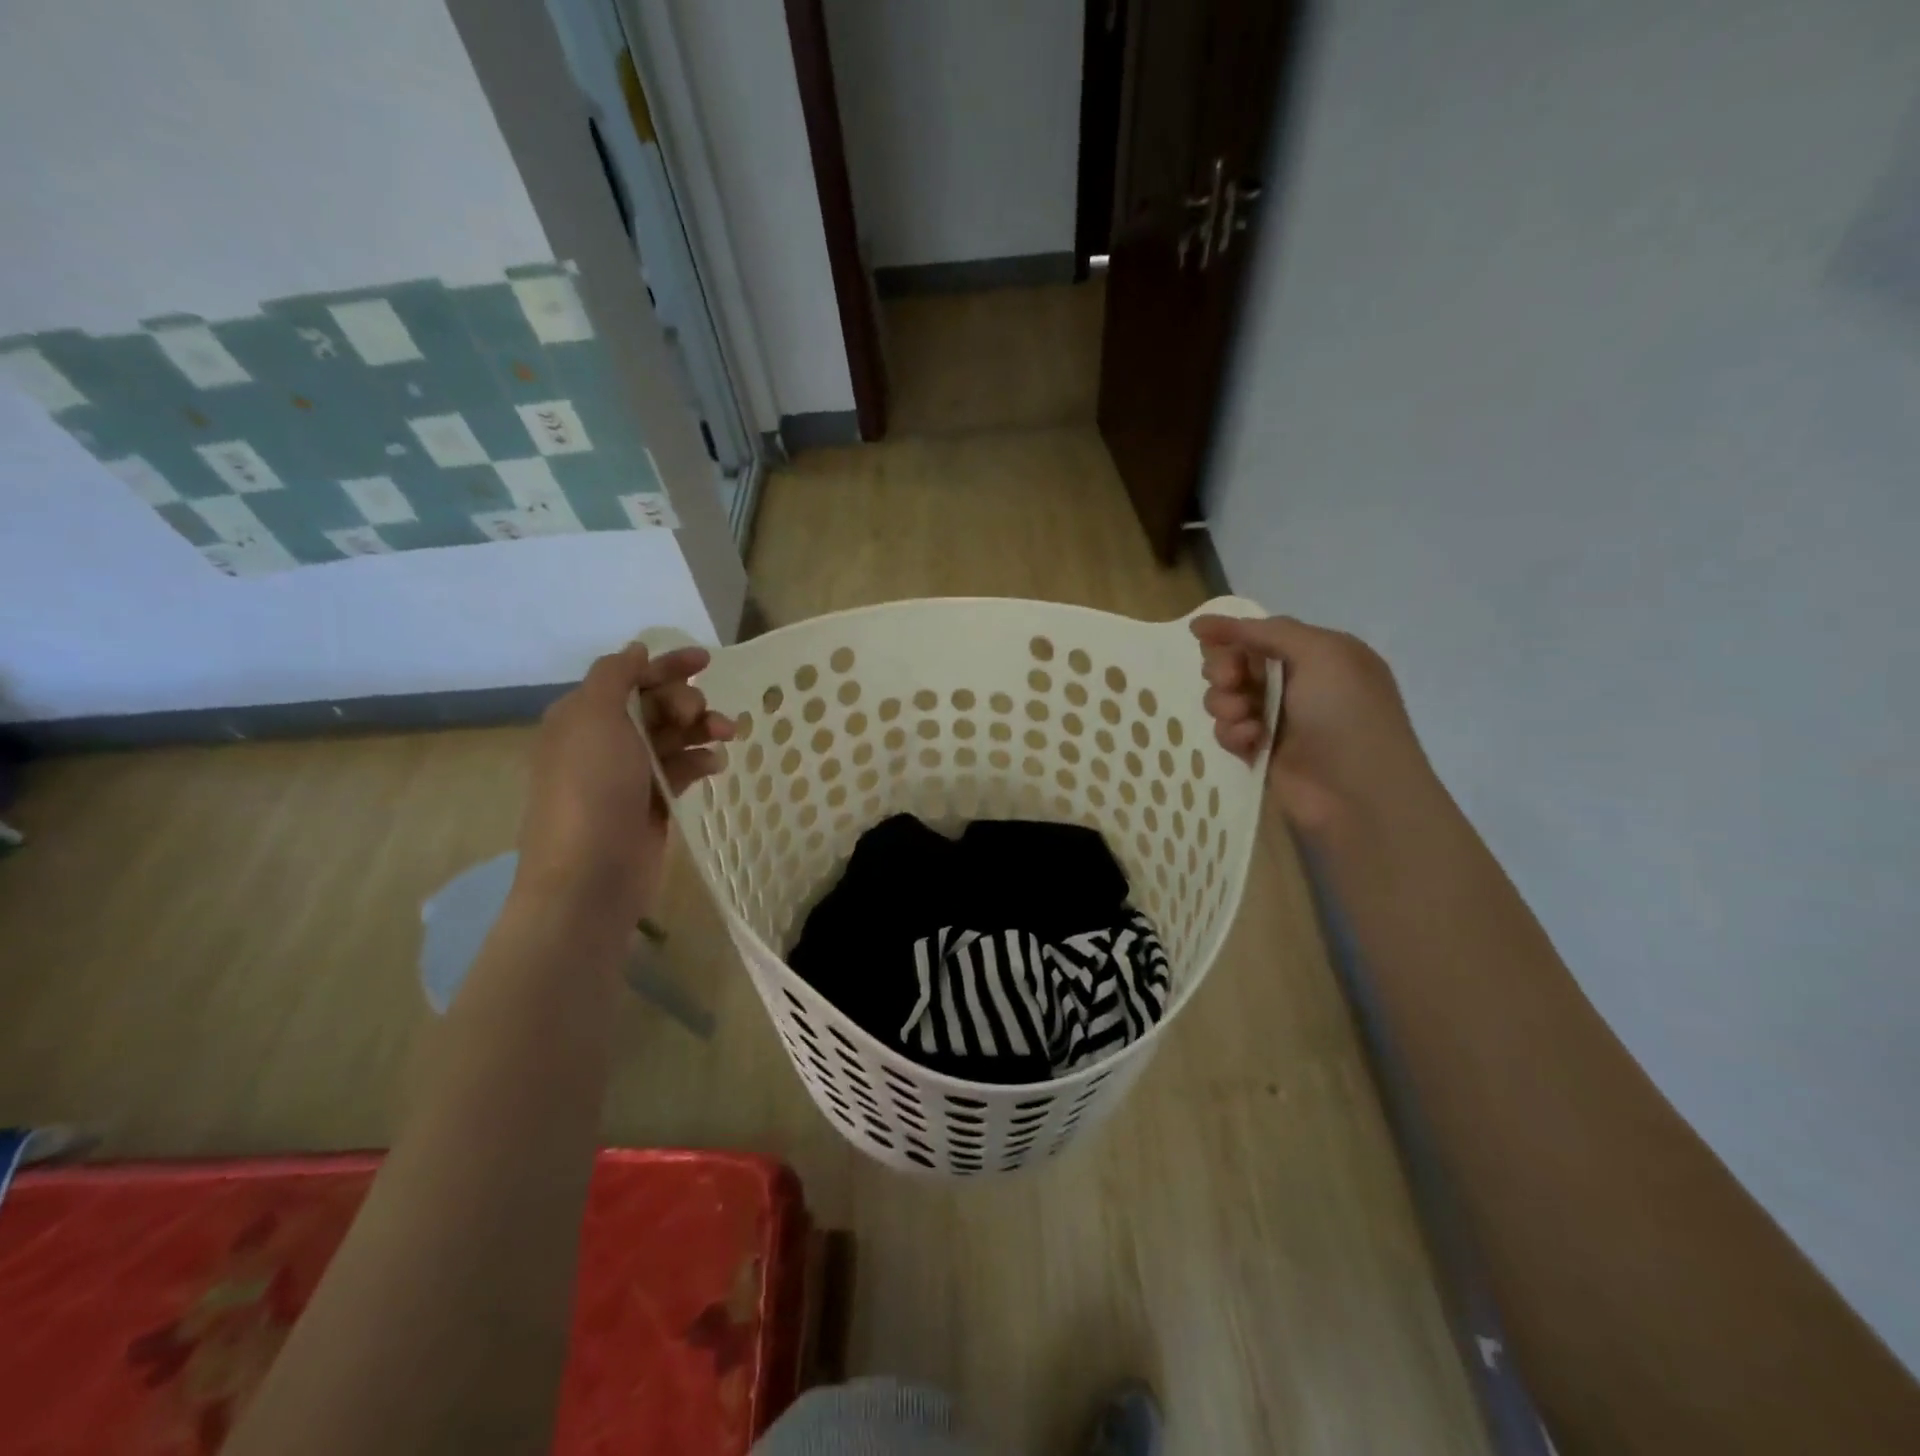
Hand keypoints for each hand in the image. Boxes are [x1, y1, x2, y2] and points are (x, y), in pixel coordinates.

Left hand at [514, 643, 734, 924]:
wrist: (590, 874)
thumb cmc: (590, 788)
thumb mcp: (593, 717)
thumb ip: (615, 676)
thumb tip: (635, 650)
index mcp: (583, 715)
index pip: (630, 677)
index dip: (667, 665)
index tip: (707, 660)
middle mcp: (604, 741)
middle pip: (656, 704)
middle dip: (686, 701)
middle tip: (700, 714)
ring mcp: (629, 774)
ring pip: (674, 736)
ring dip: (702, 728)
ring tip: (726, 735)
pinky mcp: (653, 802)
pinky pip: (682, 768)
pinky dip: (700, 760)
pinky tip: (715, 765)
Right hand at [1190, 614, 1433, 834]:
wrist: (1359, 793)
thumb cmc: (1346, 714)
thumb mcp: (1319, 654)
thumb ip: (1265, 632)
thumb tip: (1204, 622)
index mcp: (1319, 654)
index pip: (1261, 634)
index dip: (1231, 634)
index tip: (1200, 635)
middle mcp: (1298, 683)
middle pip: (1238, 663)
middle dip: (1225, 669)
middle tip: (1230, 682)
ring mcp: (1278, 719)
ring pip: (1226, 697)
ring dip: (1225, 703)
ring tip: (1243, 718)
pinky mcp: (1261, 751)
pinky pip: (1229, 730)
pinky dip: (1233, 733)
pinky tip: (1249, 743)